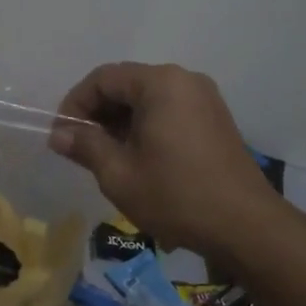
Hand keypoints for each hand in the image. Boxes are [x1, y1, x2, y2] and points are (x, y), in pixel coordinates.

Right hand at [50, 62, 288, 265]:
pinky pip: (168, 111)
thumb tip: (59, 134)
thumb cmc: (176, 196)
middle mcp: (185, 80)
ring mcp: (204, 99)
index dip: (75, 104)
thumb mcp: (119, 174)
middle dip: (97, 113)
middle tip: (78, 148)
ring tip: (103, 157)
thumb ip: (85, 145)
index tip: (60, 136)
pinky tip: (135, 158)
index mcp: (160, 84)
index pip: (103, 79)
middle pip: (126, 85)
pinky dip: (144, 127)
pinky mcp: (215, 120)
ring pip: (147, 100)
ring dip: (120, 122)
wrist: (246, 227)